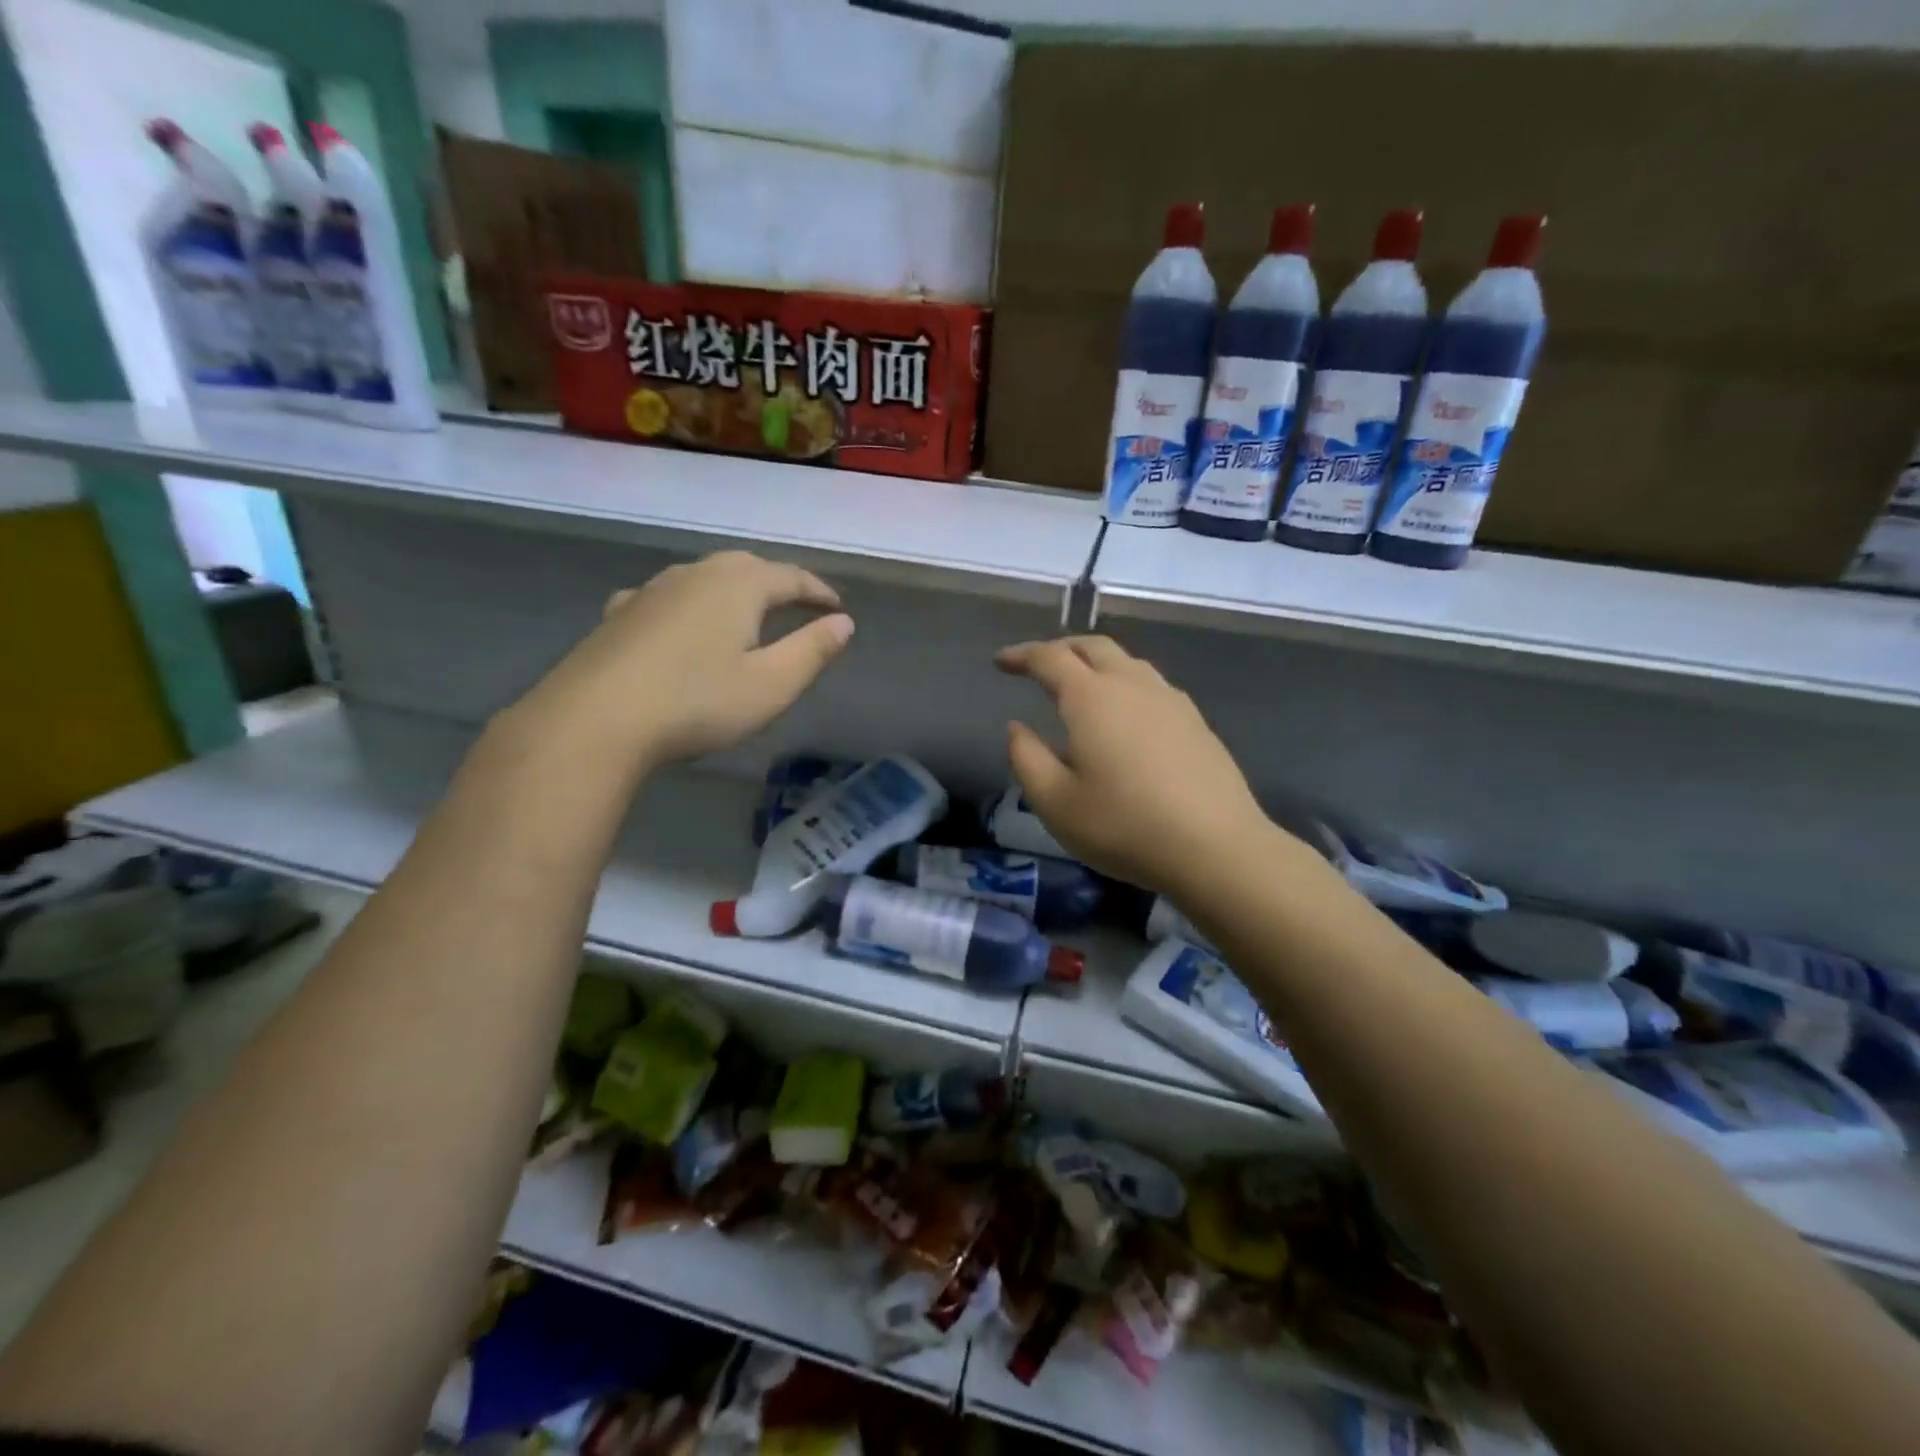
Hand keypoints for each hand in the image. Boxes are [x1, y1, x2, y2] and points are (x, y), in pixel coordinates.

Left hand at [511, 551, 853, 772]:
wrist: (594, 719)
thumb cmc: (697, 702)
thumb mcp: (771, 684)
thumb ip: (812, 651)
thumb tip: (844, 623)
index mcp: (739, 585)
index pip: (792, 578)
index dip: (819, 592)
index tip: (838, 609)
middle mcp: (696, 574)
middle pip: (748, 567)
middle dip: (778, 583)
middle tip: (799, 605)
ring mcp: (652, 590)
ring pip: (705, 578)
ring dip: (734, 590)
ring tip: (747, 612)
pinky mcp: (619, 613)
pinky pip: (667, 597)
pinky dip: (689, 604)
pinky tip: (679, 621)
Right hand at [995, 636, 1269, 894]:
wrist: (1214, 847)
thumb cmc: (1123, 826)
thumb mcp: (1055, 802)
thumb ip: (1027, 758)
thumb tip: (1017, 728)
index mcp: (1091, 697)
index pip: (1049, 658)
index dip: (1021, 655)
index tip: (1001, 662)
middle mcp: (1132, 685)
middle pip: (1093, 646)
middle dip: (1060, 649)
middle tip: (1038, 665)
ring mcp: (1170, 700)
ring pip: (1127, 662)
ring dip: (1096, 662)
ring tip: (1081, 685)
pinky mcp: (1196, 721)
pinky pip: (1151, 684)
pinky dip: (1125, 683)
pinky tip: (1125, 714)